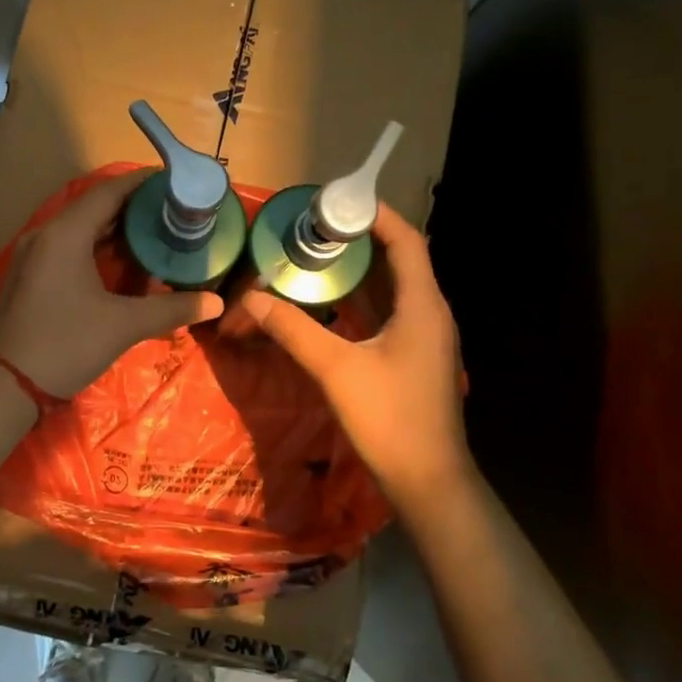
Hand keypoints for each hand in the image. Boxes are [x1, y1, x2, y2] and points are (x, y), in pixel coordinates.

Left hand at [0, 168, 224, 396]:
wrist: (6, 386)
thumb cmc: (66, 345)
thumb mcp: (123, 326)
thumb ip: (171, 309)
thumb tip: (215, 302)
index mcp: (65, 234)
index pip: (109, 192)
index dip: (143, 183)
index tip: (176, 182)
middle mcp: (45, 235)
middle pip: (94, 207)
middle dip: (134, 207)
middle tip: (173, 210)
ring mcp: (33, 255)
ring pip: (80, 228)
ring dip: (115, 228)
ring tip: (155, 232)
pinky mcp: (30, 275)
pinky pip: (68, 246)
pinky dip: (96, 246)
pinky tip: (122, 261)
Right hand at [241, 204, 471, 511]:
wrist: (428, 481)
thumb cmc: (389, 419)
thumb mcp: (336, 370)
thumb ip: (293, 330)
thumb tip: (252, 298)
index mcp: (422, 306)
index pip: (406, 241)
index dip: (377, 215)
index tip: (339, 200)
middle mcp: (429, 313)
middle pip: (400, 260)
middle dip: (360, 240)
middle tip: (316, 228)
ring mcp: (423, 338)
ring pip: (392, 290)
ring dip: (359, 271)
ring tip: (317, 256)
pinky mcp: (413, 358)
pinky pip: (387, 314)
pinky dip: (360, 301)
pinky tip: (328, 304)